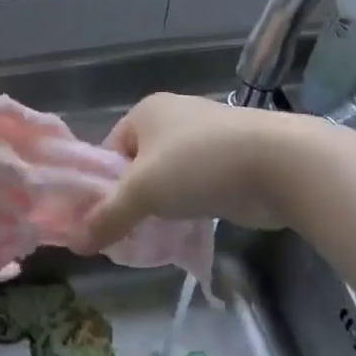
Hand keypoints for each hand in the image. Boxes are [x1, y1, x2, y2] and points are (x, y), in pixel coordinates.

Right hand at [73, 93, 317, 252]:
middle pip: (139, 164)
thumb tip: (75, 244)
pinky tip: (189, 230)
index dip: (103, 184)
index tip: (103, 217)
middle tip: (127, 232)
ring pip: (170, 178)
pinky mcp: (232, 161)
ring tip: (157, 236)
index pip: (110, 149)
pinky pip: (197, 187)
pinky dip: (191, 207)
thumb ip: (108, 217)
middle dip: (133, 198)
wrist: (281, 164)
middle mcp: (174, 117)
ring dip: (163, 205)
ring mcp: (207, 138)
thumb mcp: (143, 192)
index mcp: (147, 111)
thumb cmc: (199, 165)